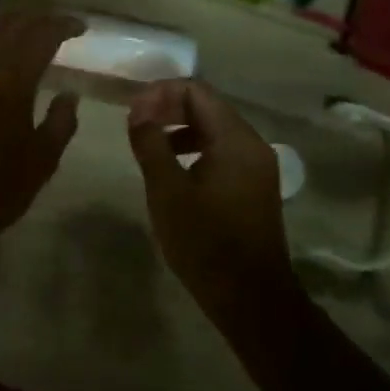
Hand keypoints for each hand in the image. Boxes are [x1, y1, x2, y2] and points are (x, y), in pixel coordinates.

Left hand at [0, 13, 84, 262]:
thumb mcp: (41, 162)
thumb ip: (61, 122)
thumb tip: (69, 94)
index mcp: (11, 80)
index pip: (41, 35)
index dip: (63, 25)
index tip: (80, 26)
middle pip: (10, 23)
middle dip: (37, 18)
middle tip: (56, 24)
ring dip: (8, 22)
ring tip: (26, 29)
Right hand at [126, 79, 291, 307]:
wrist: (251, 299)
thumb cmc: (205, 242)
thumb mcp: (167, 191)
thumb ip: (150, 144)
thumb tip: (138, 112)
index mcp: (235, 139)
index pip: (197, 91)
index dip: (160, 93)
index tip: (132, 112)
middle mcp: (252, 144)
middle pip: (208, 106)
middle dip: (169, 107)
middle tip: (135, 124)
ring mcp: (257, 166)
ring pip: (215, 129)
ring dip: (180, 128)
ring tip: (149, 145)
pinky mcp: (254, 186)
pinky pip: (222, 151)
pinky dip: (195, 148)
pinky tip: (173, 170)